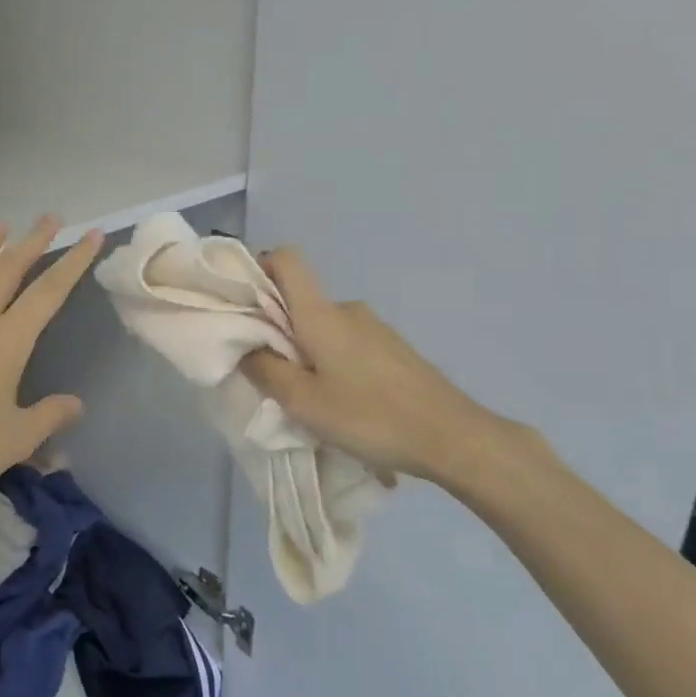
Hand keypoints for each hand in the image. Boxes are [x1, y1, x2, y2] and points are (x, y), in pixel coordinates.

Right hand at [240, 247, 507, 486]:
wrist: (453, 437)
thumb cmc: (370, 416)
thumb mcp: (303, 402)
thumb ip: (265, 370)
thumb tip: (245, 347)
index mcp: (321, 314)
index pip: (287, 259)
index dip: (259, 268)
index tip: (242, 303)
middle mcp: (347, 309)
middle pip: (300, 300)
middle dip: (276, 329)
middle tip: (269, 373)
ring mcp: (374, 327)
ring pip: (323, 327)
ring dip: (306, 351)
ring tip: (309, 398)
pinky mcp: (393, 348)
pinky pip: (347, 343)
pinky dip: (332, 362)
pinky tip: (343, 402)